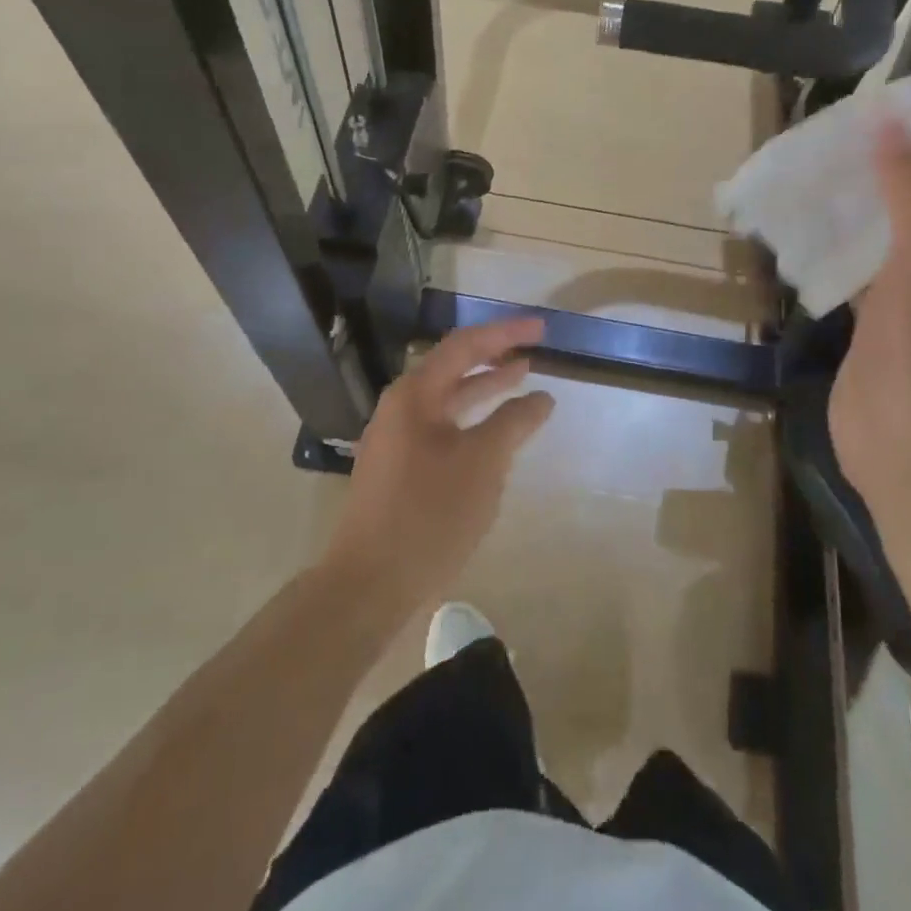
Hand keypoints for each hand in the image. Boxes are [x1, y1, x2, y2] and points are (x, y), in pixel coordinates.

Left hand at [325, 318, 553, 609]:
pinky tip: (496, 430)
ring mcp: (398, 438)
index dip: (505, 333)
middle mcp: (401, 407)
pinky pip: (444, 427)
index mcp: (414, 394)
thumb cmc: (428, 514)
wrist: (369, 583)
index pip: (464, 346)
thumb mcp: (482, 463)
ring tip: (522, 376)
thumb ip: (513, 422)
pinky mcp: (401, 467)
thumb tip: (541, 397)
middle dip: (495, 355)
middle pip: (453, 367)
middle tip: (534, 347)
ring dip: (484, 387)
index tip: (541, 328)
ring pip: (448, 399)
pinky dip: (473, 420)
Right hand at [829, 120, 910, 512]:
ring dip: (853, 224)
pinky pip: (865, 283)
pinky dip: (839, 261)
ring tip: (805, 188)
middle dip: (876, 188)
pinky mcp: (887, 334)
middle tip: (822, 157)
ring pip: (888, 250)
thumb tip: (892, 120)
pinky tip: (802, 241)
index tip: (862, 129)